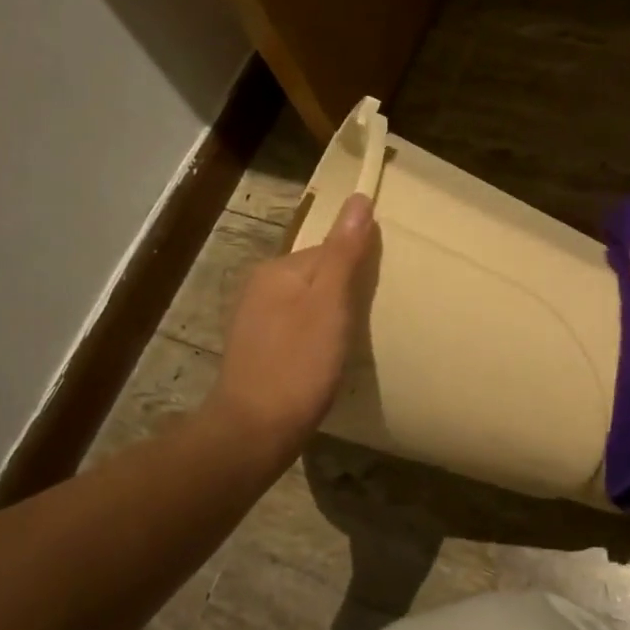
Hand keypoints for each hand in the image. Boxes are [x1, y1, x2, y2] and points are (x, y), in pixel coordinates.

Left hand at [202, 193, 378, 460]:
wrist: (253, 431)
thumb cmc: (298, 364)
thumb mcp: (330, 305)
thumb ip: (345, 252)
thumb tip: (360, 198)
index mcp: (278, 269)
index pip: (330, 250)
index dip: (358, 270)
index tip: (376, 297)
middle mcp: (260, 286)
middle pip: (317, 275)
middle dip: (344, 293)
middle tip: (366, 324)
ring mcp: (254, 319)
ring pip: (307, 303)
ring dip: (329, 316)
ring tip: (350, 343)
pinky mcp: (256, 349)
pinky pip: (295, 327)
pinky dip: (314, 336)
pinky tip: (324, 359)